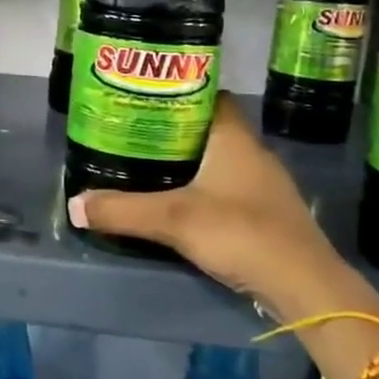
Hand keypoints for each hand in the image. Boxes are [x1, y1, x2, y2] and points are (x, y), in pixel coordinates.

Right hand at [67, 93, 365, 321]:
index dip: (178, 91)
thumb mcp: (174, 220)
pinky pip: (226, 186)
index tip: (144, 97)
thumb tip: (74, 205)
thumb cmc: (241, 233)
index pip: (209, 95)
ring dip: (187, 161)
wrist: (305, 287)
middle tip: (133, 133)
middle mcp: (252, 152)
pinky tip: (178, 202)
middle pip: (208, 127)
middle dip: (173, 129)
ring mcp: (263, 184)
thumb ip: (123, 211)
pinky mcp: (266, 213)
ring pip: (217, 159)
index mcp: (234, 138)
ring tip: (147, 165)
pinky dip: (202, 187)